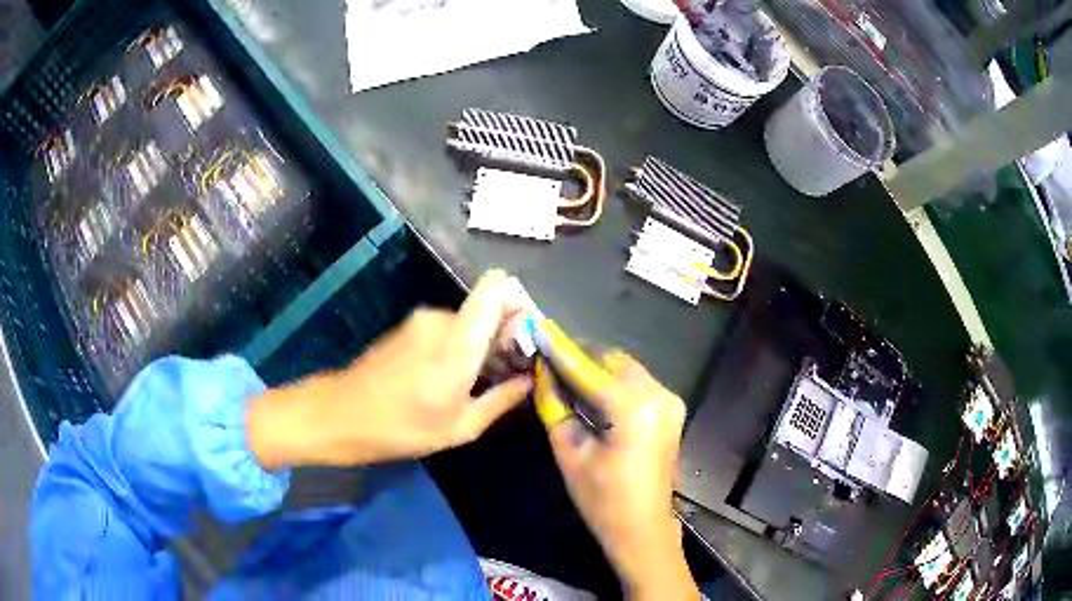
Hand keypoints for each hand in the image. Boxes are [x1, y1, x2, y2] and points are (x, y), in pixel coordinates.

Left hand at [247, 270, 532, 468]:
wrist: (341, 415)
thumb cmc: (403, 427)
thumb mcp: (460, 427)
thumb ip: (501, 400)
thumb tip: (528, 382)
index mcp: (458, 340)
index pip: (495, 289)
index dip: (518, 301)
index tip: (527, 335)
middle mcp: (440, 318)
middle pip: (486, 310)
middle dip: (502, 336)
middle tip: (506, 374)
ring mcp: (420, 320)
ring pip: (466, 322)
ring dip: (478, 345)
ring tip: (476, 383)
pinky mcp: (407, 327)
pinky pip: (446, 328)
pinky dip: (457, 346)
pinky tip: (448, 379)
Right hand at [536, 352, 697, 599]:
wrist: (643, 529)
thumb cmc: (602, 499)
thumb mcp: (570, 453)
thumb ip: (554, 406)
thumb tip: (542, 373)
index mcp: (634, 408)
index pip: (588, 368)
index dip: (560, 349)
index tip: (538, 327)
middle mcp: (659, 395)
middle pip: (612, 360)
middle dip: (580, 355)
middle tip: (549, 354)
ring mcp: (670, 400)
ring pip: (626, 368)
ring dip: (597, 366)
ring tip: (564, 369)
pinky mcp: (672, 409)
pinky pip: (638, 382)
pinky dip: (613, 379)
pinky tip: (591, 387)